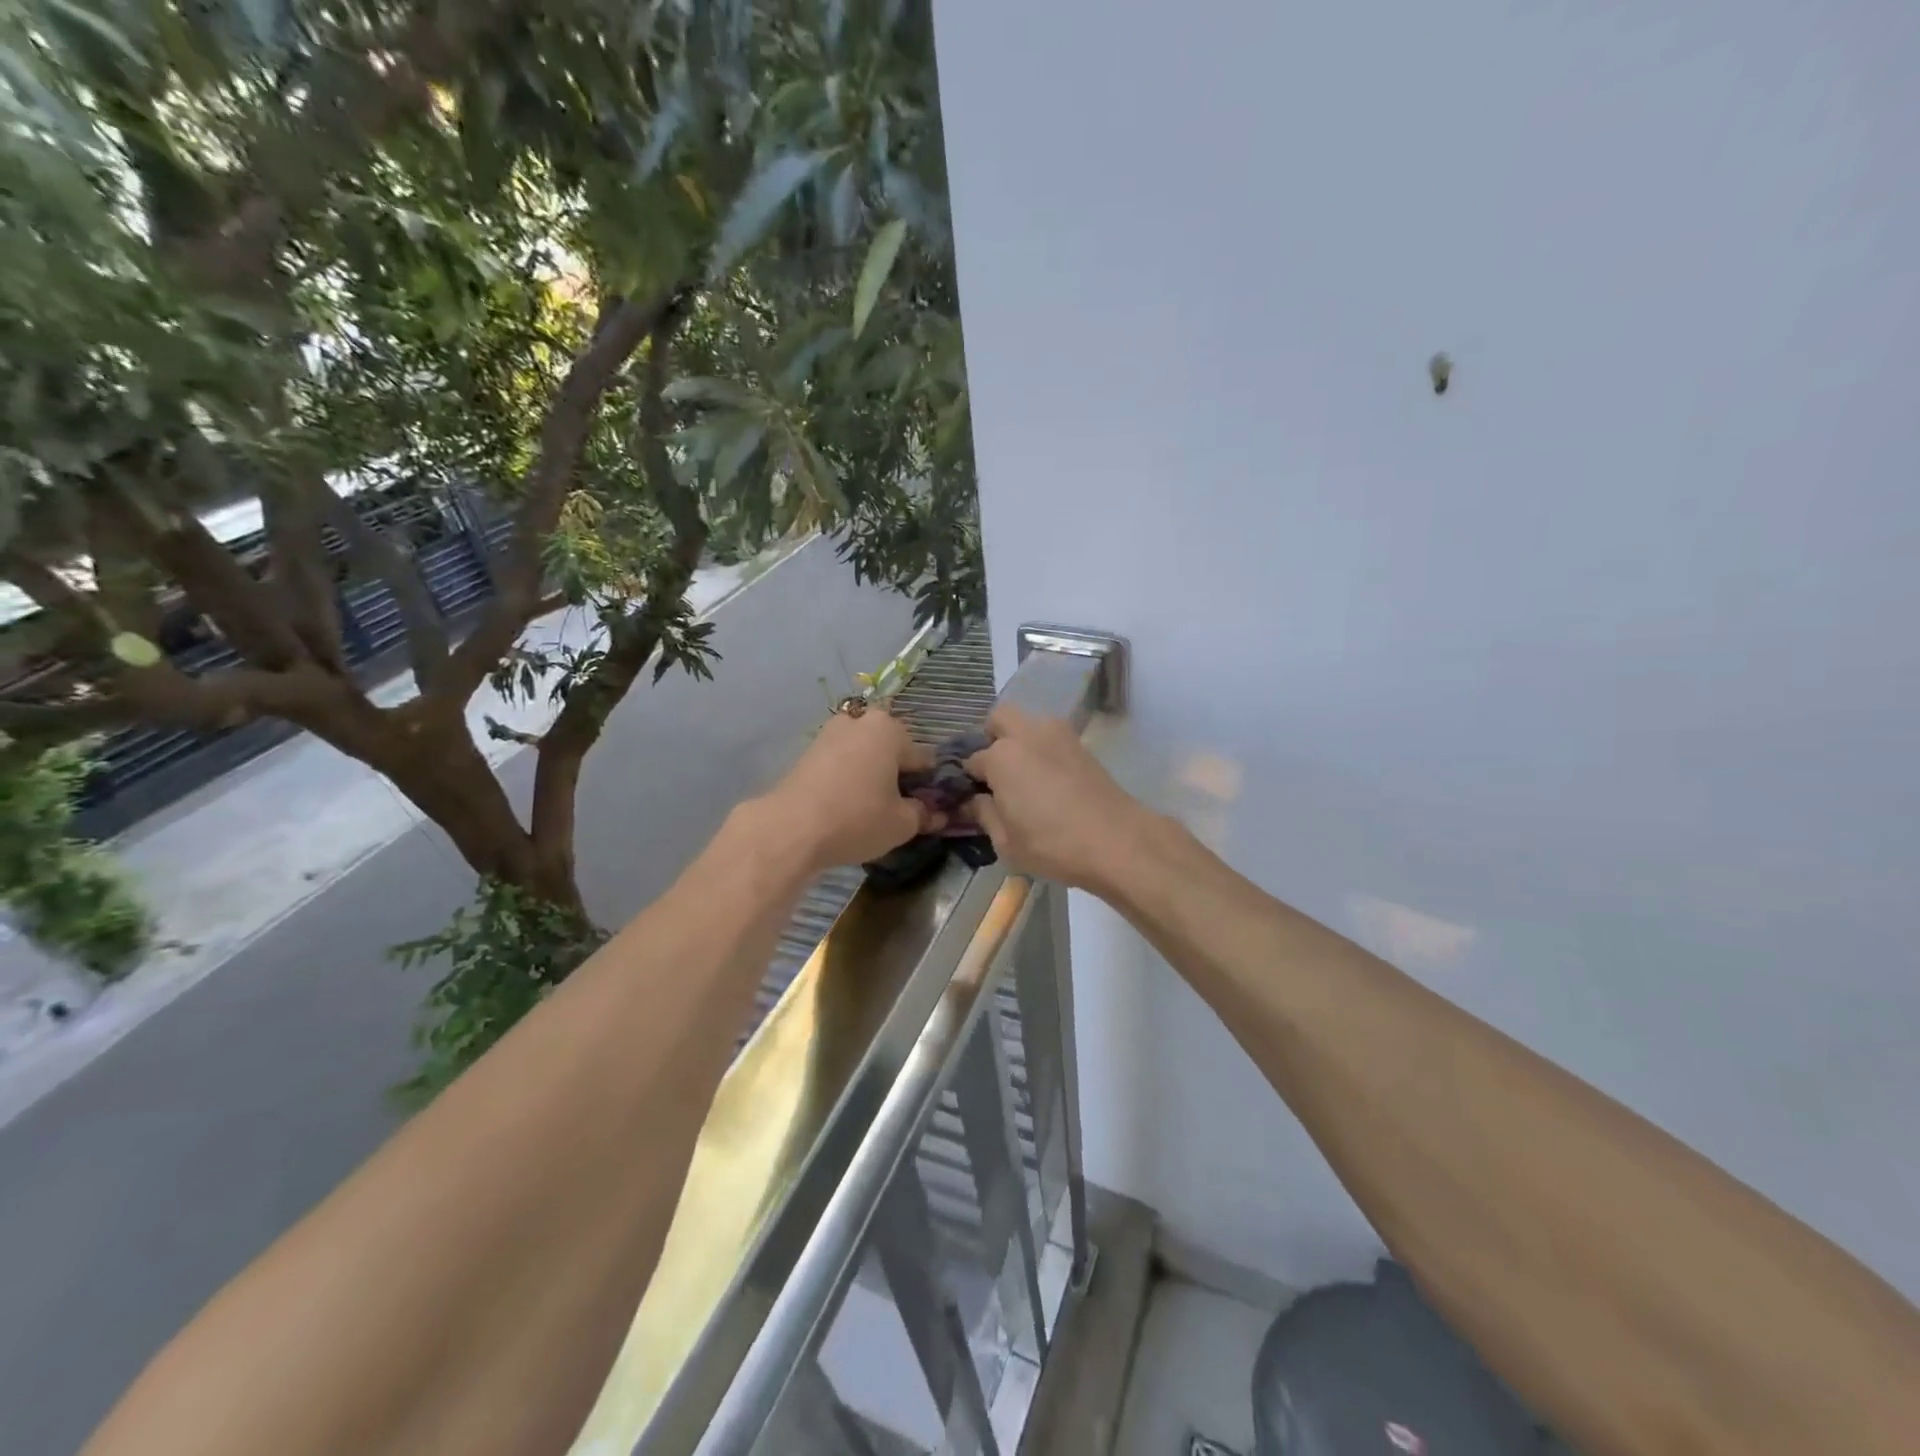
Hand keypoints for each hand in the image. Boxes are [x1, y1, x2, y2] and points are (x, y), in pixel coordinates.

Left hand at [757, 706, 938, 872]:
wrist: (790, 829)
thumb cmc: (857, 818)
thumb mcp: (902, 824)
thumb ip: (923, 814)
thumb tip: (935, 814)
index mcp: (890, 729)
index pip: (923, 758)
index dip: (929, 786)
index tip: (928, 810)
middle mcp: (860, 722)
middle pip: (891, 750)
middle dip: (898, 775)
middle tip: (900, 808)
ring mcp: (829, 734)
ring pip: (864, 755)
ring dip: (872, 775)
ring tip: (872, 809)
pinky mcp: (807, 753)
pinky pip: (841, 763)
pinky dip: (848, 779)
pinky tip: (847, 806)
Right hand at [962, 705, 1153, 890]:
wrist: (1118, 841)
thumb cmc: (1052, 844)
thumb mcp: (1006, 841)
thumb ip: (984, 814)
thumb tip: (973, 801)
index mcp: (1001, 756)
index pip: (972, 760)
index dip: (968, 779)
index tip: (972, 796)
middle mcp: (1027, 734)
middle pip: (999, 719)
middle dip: (992, 739)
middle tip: (996, 773)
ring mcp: (1058, 735)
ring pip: (1028, 723)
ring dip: (1020, 741)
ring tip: (1024, 777)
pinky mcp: (1082, 745)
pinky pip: (1051, 737)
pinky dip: (1043, 750)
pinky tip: (1048, 781)